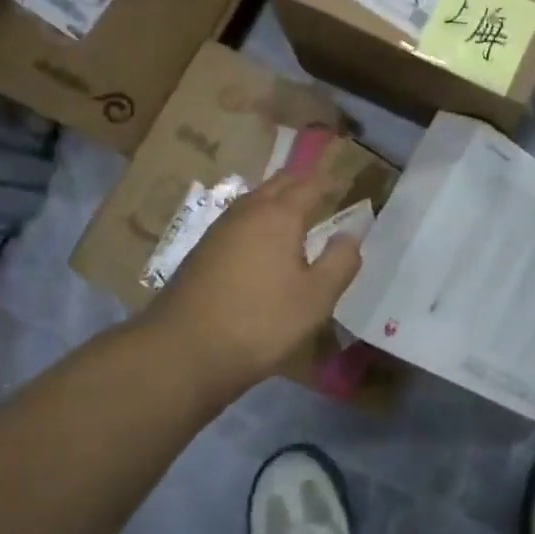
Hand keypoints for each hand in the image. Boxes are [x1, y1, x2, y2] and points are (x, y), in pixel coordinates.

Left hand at [141, 173, 362, 389]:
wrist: (183, 351)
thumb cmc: (260, 322)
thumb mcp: (316, 298)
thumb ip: (340, 262)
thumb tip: (351, 233)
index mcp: (278, 216)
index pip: (310, 185)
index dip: (331, 182)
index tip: (346, 184)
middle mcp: (247, 211)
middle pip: (279, 183)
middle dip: (303, 182)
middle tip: (324, 190)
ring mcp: (220, 229)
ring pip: (255, 199)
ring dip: (278, 198)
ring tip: (296, 212)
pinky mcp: (202, 250)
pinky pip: (239, 219)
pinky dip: (259, 217)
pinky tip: (262, 240)